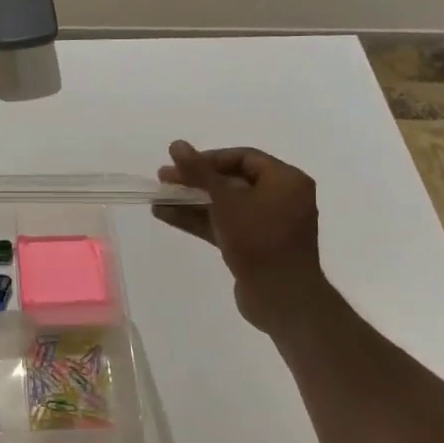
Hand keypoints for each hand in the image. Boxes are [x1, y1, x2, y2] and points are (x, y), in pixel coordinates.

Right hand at [154, 141, 323, 333]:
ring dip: (191, 201)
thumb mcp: (226, 200)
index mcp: (286, 180)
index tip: (179, 164)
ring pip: (224, 205)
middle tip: (163, 180)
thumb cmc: (258, 240)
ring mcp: (267, 224)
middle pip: (232, 180)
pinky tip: (166, 216)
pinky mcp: (254, 247)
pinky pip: (224, 225)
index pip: (243, 157)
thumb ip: (199, 171)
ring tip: (158, 199)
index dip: (208, 158)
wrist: (281, 297)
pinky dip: (199, 220)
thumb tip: (176, 144)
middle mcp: (281, 198)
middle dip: (195, 181)